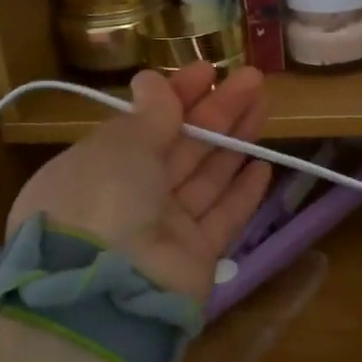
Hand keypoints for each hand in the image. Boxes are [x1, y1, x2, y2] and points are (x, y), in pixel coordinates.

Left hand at [5, 64, 271, 302]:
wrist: (106, 292)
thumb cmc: (102, 199)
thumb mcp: (119, 145)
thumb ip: (148, 114)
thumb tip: (154, 80)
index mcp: (97, 168)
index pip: (144, 124)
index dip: (177, 95)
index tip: (208, 70)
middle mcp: (129, 198)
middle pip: (182, 147)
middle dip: (217, 111)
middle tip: (253, 80)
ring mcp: (163, 230)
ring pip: (207, 177)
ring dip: (236, 142)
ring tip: (264, 106)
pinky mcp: (195, 257)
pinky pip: (223, 217)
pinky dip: (243, 192)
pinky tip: (264, 165)